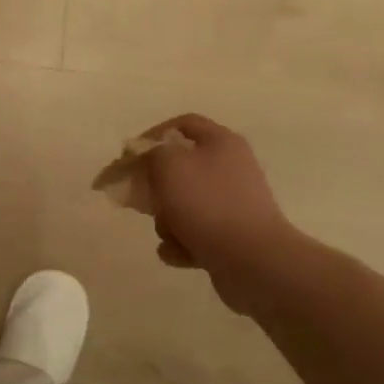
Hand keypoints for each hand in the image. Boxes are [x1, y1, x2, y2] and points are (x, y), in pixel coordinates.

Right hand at [143, 115, 307, 307]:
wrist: (252, 260)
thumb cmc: (207, 203)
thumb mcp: (168, 164)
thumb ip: (150, 153)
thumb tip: (150, 158)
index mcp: (221, 142)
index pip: (182, 124)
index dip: (152, 135)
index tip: (130, 157)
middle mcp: (231, 168)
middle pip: (180, 168)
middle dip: (156, 187)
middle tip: (142, 200)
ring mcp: (233, 204)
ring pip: (184, 204)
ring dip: (167, 221)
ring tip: (169, 234)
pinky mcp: (232, 236)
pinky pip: (195, 233)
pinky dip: (182, 244)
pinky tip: (178, 253)